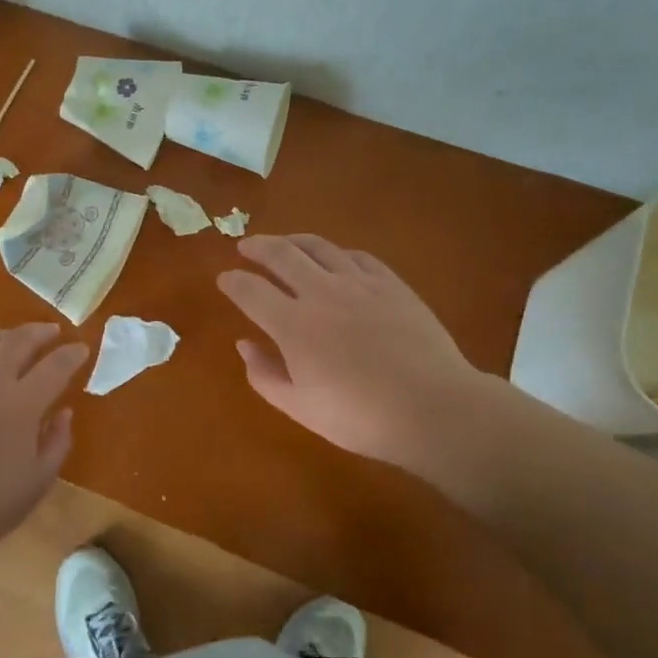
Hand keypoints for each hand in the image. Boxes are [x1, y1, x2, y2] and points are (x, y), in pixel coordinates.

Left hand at [0, 323, 88, 553]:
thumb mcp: (35, 483)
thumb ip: (56, 443)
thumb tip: (64, 413)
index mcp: (22, 402)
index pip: (56, 365)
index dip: (72, 354)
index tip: (81, 349)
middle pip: (19, 340)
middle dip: (40, 332)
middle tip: (51, 332)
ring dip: (5, 335)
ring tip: (13, 339)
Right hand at [217, 234, 498, 473]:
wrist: (433, 408)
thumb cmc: (361, 418)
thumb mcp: (301, 408)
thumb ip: (265, 375)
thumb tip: (244, 344)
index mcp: (293, 325)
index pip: (250, 290)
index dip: (232, 281)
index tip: (224, 279)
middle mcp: (320, 292)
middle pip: (280, 254)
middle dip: (256, 247)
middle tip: (245, 246)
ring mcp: (358, 283)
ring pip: (318, 247)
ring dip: (293, 240)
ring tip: (283, 242)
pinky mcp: (390, 283)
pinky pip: (356, 256)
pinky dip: (336, 252)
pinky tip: (334, 258)